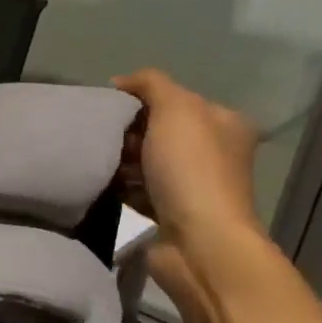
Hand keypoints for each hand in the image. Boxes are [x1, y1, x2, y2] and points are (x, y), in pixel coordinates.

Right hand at [113, 69, 266, 301]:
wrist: (198, 241)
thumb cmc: (191, 169)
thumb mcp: (175, 109)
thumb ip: (151, 84)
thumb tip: (121, 81)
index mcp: (223, 123)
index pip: (174, 100)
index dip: (139, 101)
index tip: (108, 109)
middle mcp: (213, 152)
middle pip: (157, 132)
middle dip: (127, 134)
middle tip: (103, 139)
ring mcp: (193, 186)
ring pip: (144, 163)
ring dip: (120, 163)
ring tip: (98, 163)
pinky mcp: (170, 214)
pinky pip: (137, 192)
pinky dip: (120, 189)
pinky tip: (103, 186)